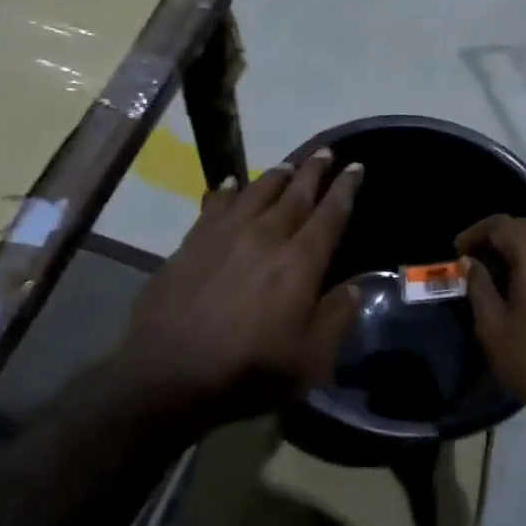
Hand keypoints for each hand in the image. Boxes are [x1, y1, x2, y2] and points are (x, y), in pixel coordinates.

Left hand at [112, 149, 362, 433]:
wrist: (168, 373)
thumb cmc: (248, 370)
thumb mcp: (309, 359)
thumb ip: (337, 318)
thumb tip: (356, 287)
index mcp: (299, 262)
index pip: (330, 215)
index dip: (345, 189)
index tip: (355, 167)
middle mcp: (265, 236)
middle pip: (295, 194)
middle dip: (313, 171)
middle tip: (325, 152)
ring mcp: (225, 235)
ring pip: (256, 192)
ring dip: (276, 176)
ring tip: (288, 165)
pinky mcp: (192, 242)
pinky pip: (215, 205)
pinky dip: (228, 191)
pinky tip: (231, 184)